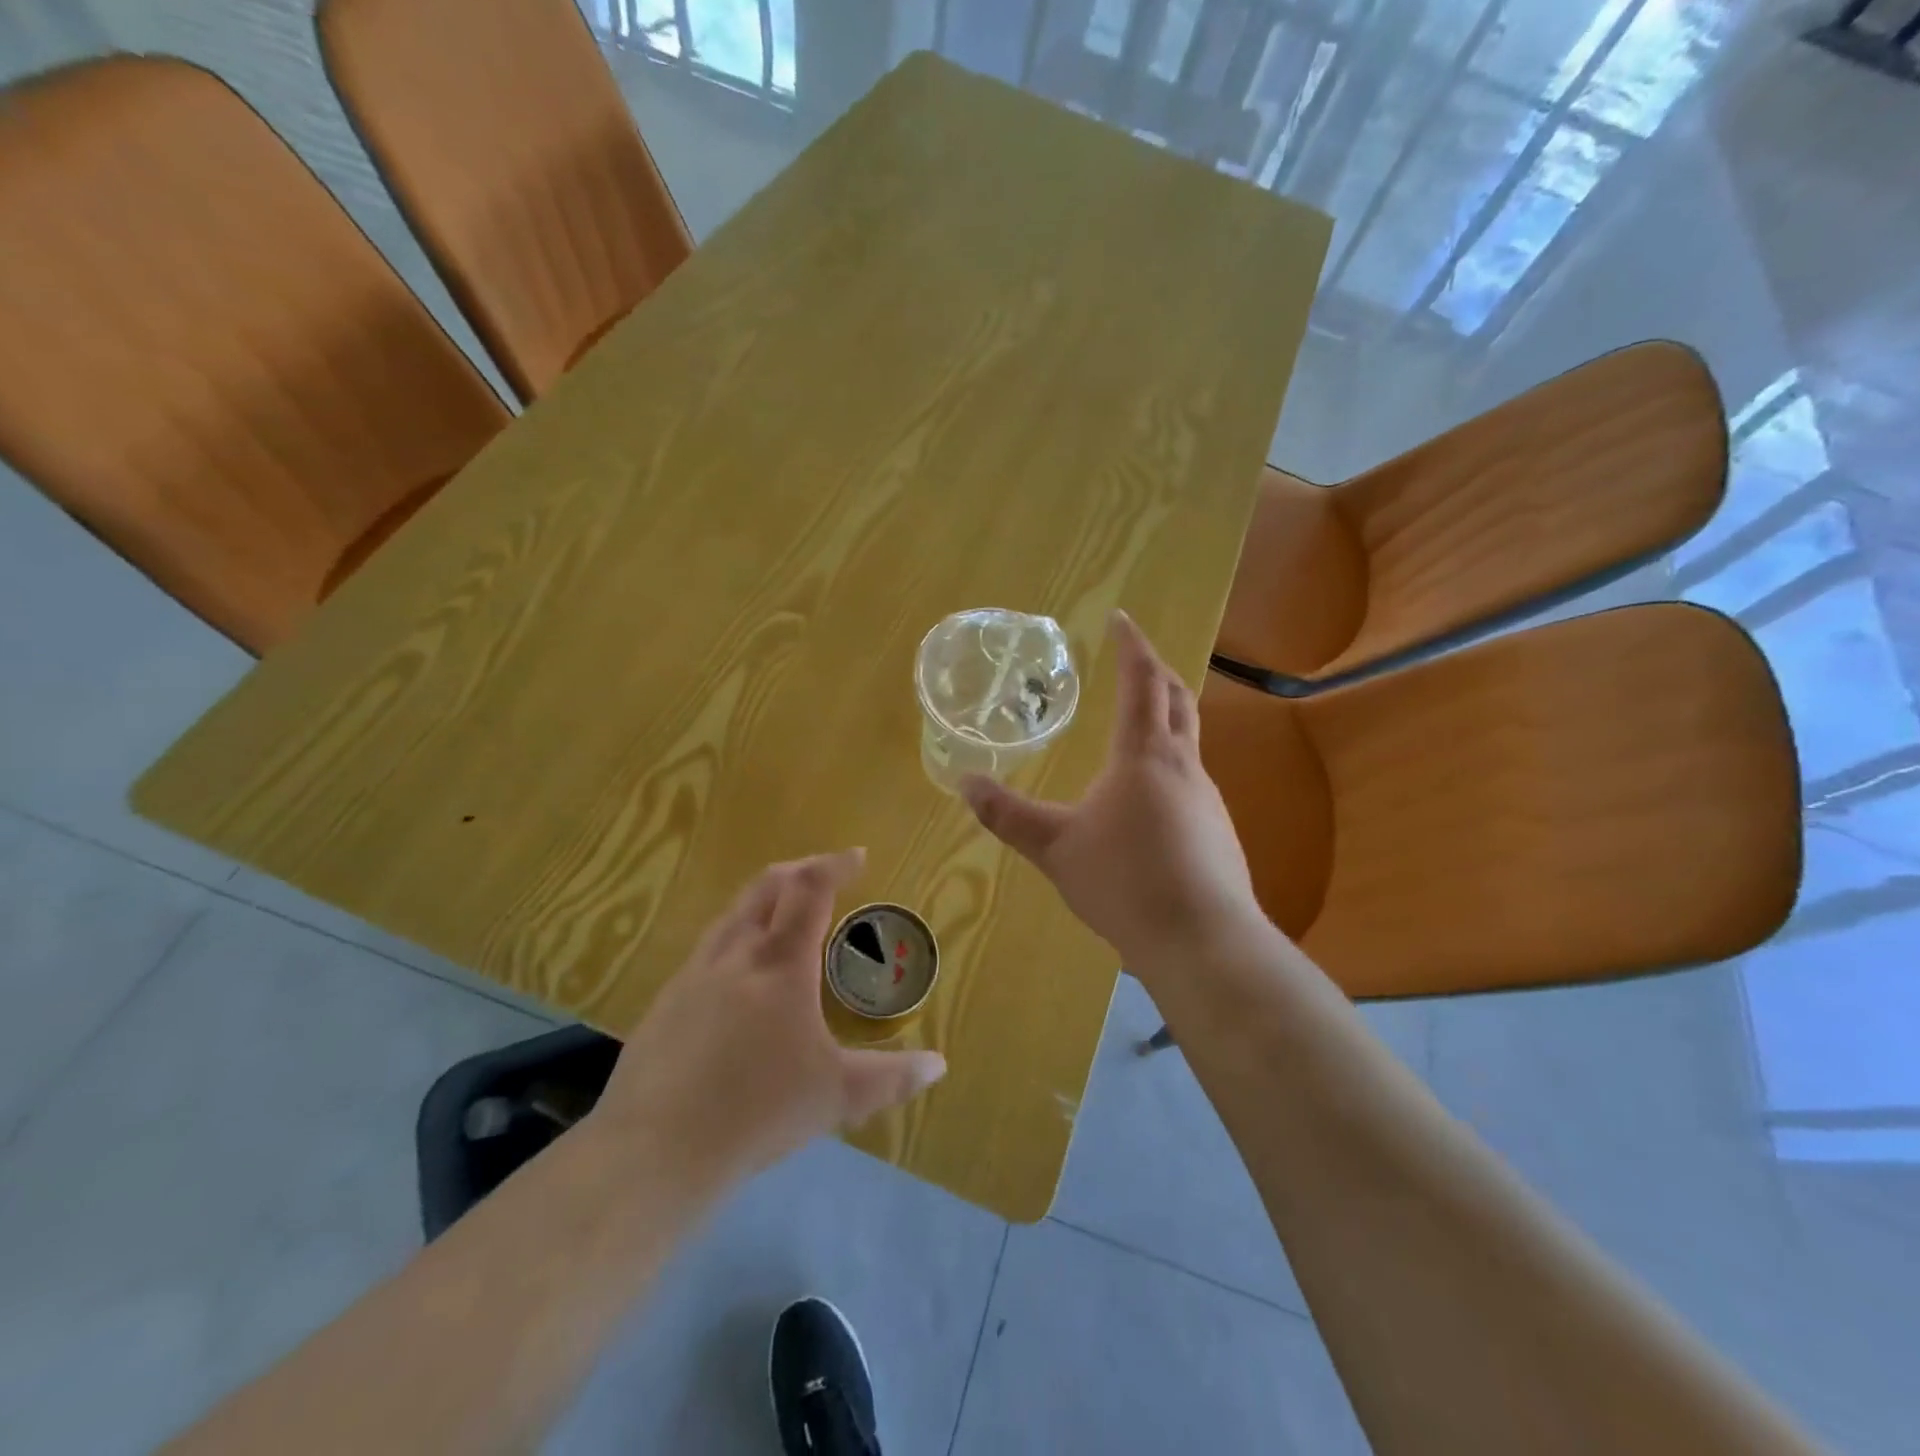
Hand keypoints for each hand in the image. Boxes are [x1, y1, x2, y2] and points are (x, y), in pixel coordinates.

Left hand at [592, 850, 946, 1192]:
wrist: (656, 1148)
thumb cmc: (759, 1111)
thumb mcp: (838, 1096)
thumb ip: (892, 1078)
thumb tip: (938, 1066)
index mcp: (781, 962)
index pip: (811, 889)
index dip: (835, 865)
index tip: (857, 857)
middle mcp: (736, 953)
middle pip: (767, 886)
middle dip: (800, 870)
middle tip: (823, 875)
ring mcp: (694, 973)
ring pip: (733, 913)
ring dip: (764, 900)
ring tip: (784, 917)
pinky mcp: (667, 1000)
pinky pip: (708, 947)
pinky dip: (737, 937)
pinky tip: (740, 976)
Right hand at [960, 610, 1261, 970]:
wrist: (1201, 940)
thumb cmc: (1124, 882)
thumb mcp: (1055, 847)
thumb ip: (1007, 815)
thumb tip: (964, 782)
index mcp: (1144, 756)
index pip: (1141, 682)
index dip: (1132, 646)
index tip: (1121, 619)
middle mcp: (1183, 766)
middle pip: (1177, 700)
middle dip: (1156, 672)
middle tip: (1135, 658)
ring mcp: (1207, 799)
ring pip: (1188, 741)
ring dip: (1166, 719)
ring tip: (1136, 726)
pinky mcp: (1217, 831)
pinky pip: (1191, 781)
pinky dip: (1169, 766)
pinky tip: (1148, 801)